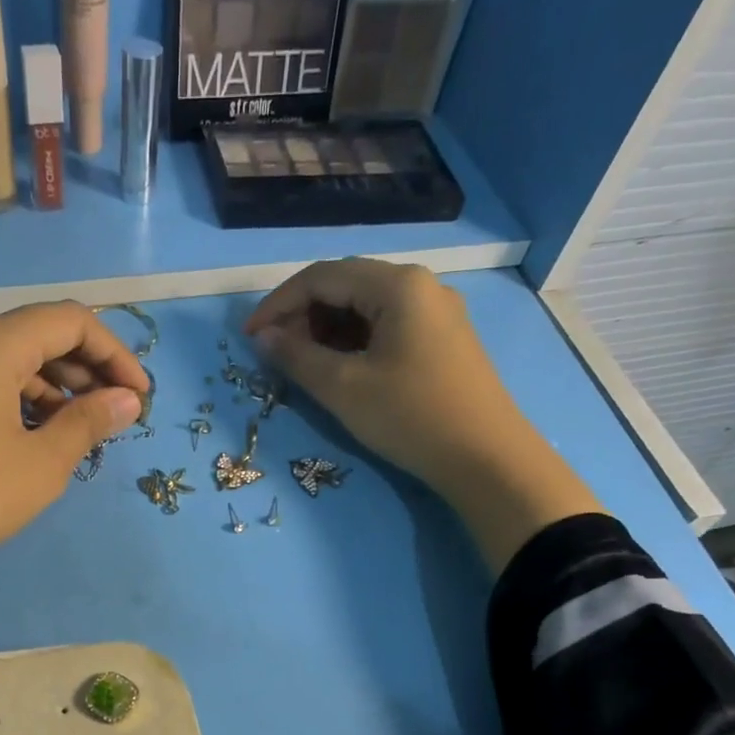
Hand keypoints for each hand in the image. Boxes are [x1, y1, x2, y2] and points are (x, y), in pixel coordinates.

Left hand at [0, 301, 147, 727]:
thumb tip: (126, 401)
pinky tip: (29, 437)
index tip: (139, 398)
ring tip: (77, 432)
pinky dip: (12, 399)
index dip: (115, 354)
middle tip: (114, 415)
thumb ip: (89, 423)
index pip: (70, 321)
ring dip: (49, 388)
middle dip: (84, 371)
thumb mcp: (41, 464)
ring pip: (3, 359)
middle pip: (35, 335)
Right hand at [244, 258, 519, 499]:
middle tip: (277, 354)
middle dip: (303, 315)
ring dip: (327, 329)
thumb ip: (297, 357)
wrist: (485, 458)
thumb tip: (264, 337)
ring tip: (304, 365)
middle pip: (345, 285)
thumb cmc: (410, 417)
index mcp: (397, 284)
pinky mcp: (443, 338)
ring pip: (366, 306)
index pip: (321, 277)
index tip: (249, 338)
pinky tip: (341, 368)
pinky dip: (354, 341)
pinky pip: (387, 325)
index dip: (278, 304)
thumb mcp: (343, 388)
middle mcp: (420, 284)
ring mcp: (436, 311)